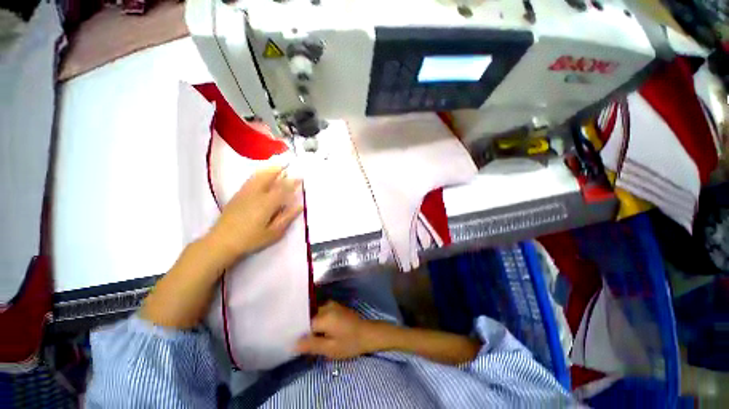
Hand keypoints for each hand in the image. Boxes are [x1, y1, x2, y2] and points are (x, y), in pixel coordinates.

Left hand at [208, 166, 302, 266]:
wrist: (221, 242)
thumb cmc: (251, 239)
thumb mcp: (273, 232)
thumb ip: (287, 217)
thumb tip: (299, 206)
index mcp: (267, 203)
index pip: (283, 188)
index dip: (292, 182)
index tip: (300, 177)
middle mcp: (256, 194)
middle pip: (269, 177)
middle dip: (279, 169)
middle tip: (287, 164)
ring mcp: (245, 193)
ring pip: (258, 176)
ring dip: (268, 170)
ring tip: (276, 166)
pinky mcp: (237, 196)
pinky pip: (250, 180)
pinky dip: (258, 174)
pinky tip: (261, 175)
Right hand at [296, 301, 381, 359]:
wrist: (368, 333)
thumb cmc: (349, 343)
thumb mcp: (330, 349)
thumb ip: (311, 345)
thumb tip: (293, 343)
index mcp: (324, 315)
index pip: (304, 321)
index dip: (298, 331)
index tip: (292, 339)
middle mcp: (326, 306)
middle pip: (309, 314)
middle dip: (303, 325)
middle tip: (298, 338)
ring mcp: (332, 304)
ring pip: (314, 311)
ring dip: (310, 321)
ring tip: (308, 334)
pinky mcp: (336, 306)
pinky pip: (321, 310)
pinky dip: (317, 318)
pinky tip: (318, 329)